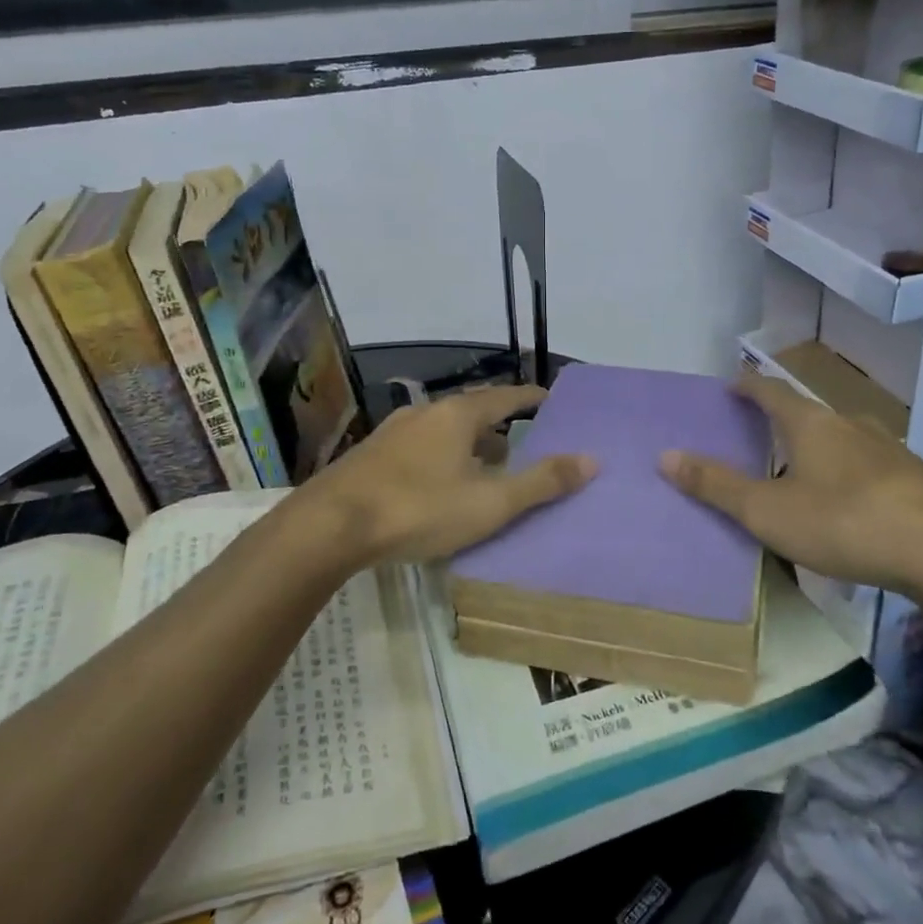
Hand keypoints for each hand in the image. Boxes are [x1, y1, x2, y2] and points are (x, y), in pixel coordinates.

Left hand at [306, 385, 595, 563]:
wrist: (330, 526)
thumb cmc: (419, 509)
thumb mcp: (490, 502)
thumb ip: (542, 482)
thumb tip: (592, 459)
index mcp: (457, 416)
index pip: (504, 397)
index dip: (530, 399)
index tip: (549, 399)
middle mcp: (424, 414)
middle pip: (472, 412)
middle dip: (498, 426)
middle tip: (521, 442)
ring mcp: (393, 434)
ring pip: (443, 432)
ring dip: (468, 444)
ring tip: (485, 467)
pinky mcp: (370, 457)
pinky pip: (420, 448)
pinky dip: (442, 458)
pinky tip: (440, 485)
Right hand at [660, 374, 922, 599]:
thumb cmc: (845, 521)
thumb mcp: (768, 510)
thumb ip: (716, 485)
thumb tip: (665, 455)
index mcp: (810, 424)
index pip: (770, 391)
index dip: (747, 386)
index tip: (731, 383)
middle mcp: (850, 425)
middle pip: (807, 414)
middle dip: (781, 421)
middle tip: (758, 435)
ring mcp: (889, 450)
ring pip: (841, 440)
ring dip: (816, 449)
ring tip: (800, 472)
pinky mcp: (915, 479)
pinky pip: (867, 467)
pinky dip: (846, 475)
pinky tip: (848, 505)